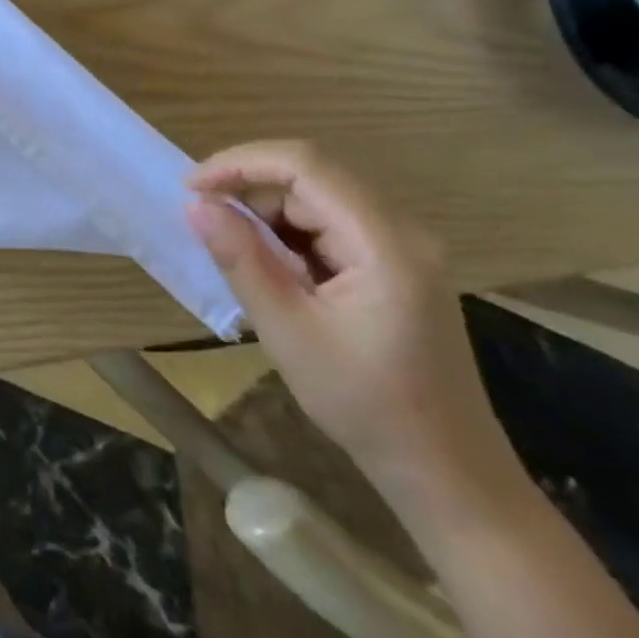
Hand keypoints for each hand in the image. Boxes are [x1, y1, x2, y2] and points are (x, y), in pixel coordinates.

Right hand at [188, 142, 520, 513]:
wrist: (446, 473)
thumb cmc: (365, 405)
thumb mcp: (288, 331)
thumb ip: (241, 260)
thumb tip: (196, 205)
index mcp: (384, 244)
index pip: (306, 166)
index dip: (241, 163)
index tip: (192, 187)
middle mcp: (401, 232)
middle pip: (313, 178)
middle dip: (249, 187)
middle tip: (203, 217)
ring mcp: (402, 249)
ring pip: (318, 200)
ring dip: (267, 212)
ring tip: (231, 248)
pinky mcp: (396, 266)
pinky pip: (332, 226)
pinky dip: (289, 233)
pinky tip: (270, 267)